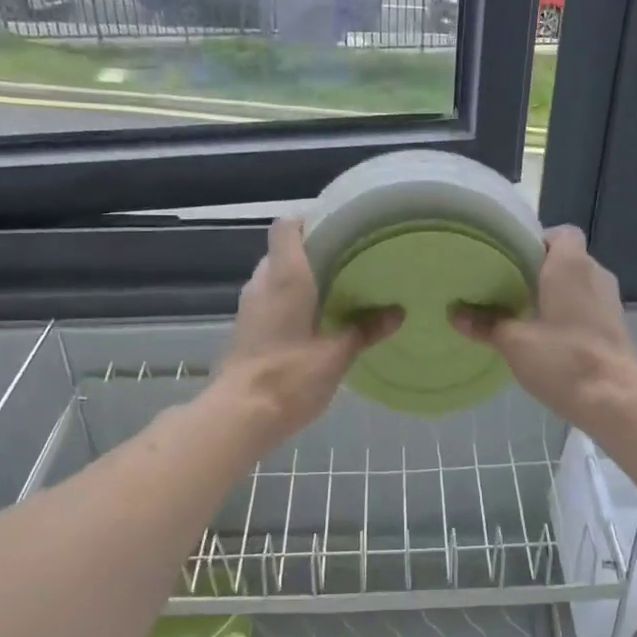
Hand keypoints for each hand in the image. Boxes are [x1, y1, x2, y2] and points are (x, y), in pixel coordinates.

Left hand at [217, 217, 399, 444]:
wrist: (240, 416)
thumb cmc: (289, 376)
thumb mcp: (337, 354)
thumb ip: (365, 329)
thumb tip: (397, 312)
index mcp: (285, 277)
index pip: (287, 227)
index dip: (310, 220)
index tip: (340, 228)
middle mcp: (262, 283)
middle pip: (284, 251)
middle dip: (314, 253)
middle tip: (352, 261)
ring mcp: (250, 306)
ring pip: (277, 277)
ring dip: (303, 279)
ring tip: (340, 290)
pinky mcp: (247, 329)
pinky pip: (271, 300)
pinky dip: (292, 301)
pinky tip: (319, 320)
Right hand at [451, 226, 636, 426]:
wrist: (616, 400)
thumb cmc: (564, 358)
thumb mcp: (515, 341)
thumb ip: (486, 323)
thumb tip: (455, 312)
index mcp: (572, 264)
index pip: (561, 233)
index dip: (536, 241)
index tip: (510, 260)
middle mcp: (595, 274)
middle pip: (566, 259)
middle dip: (538, 270)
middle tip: (505, 287)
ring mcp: (609, 301)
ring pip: (577, 284)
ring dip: (553, 294)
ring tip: (521, 312)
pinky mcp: (615, 326)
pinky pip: (587, 306)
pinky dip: (567, 313)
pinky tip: (545, 336)